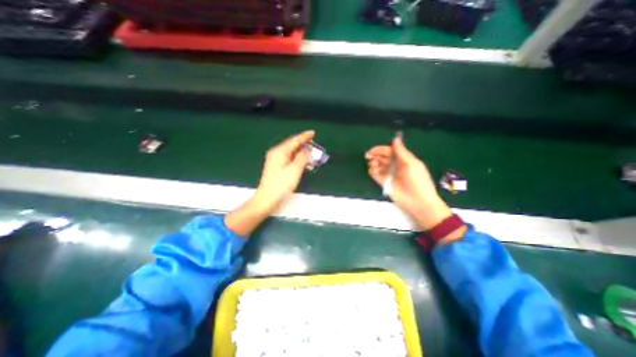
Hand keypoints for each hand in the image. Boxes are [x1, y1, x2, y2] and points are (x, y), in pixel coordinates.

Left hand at [256, 129, 314, 208]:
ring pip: (290, 151)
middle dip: (302, 142)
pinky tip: (301, 159)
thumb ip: (302, 157)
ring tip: (310, 150)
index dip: (304, 136)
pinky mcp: (276, 166)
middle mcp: (276, 153)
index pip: (294, 140)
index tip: (313, 132)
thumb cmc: (281, 185)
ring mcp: (275, 160)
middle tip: (313, 141)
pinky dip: (296, 157)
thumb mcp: (294, 170)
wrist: (267, 198)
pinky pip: (288, 157)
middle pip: (291, 144)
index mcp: (280, 152)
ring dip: (300, 150)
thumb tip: (307, 149)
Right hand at [366, 135, 454, 231]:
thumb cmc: (418, 181)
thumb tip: (395, 138)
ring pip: (378, 165)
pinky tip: (372, 171)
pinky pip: (376, 175)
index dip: (380, 149)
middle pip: (382, 157)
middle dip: (375, 155)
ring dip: (373, 163)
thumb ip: (402, 151)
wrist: (418, 202)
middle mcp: (395, 165)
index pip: (389, 151)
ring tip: (373, 166)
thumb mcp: (412, 164)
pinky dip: (372, 172)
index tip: (372, 151)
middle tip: (368, 156)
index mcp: (403, 159)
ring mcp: (389, 174)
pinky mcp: (385, 183)